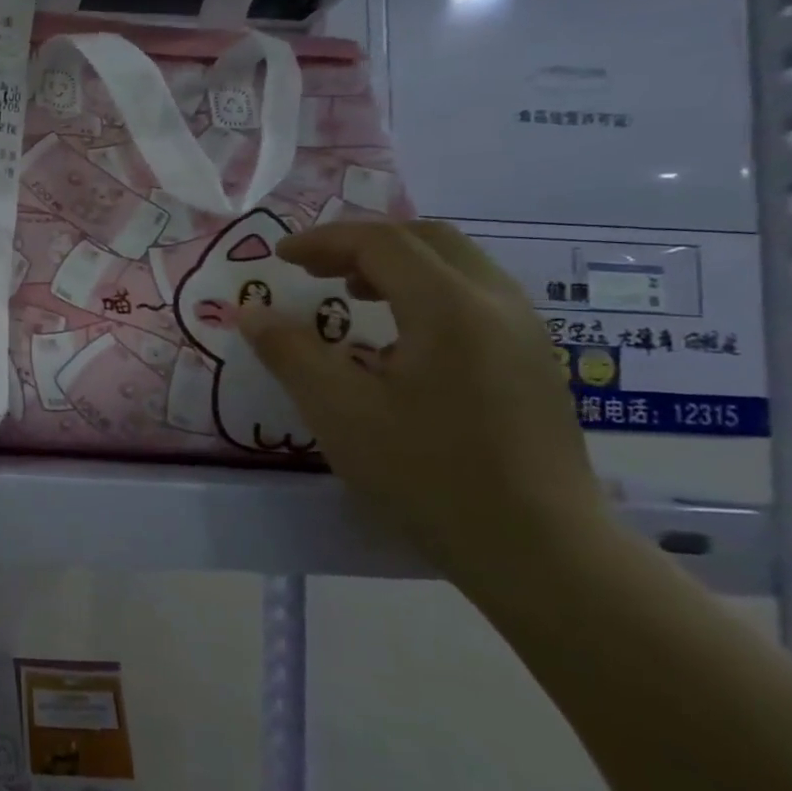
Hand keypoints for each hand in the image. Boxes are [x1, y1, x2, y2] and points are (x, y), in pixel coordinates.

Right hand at [238, 219, 610, 586]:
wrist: (540, 551)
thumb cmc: (429, 475)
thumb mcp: (340, 413)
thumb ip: (290, 353)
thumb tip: (251, 312)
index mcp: (450, 306)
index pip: (381, 242)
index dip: (323, 240)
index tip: (279, 258)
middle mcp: (497, 303)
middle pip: (426, 239)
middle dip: (362, 244)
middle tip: (313, 269)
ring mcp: (525, 332)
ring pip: (457, 265)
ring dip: (396, 265)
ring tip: (351, 295)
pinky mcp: (534, 362)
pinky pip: (474, 297)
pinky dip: (426, 291)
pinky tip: (400, 338)